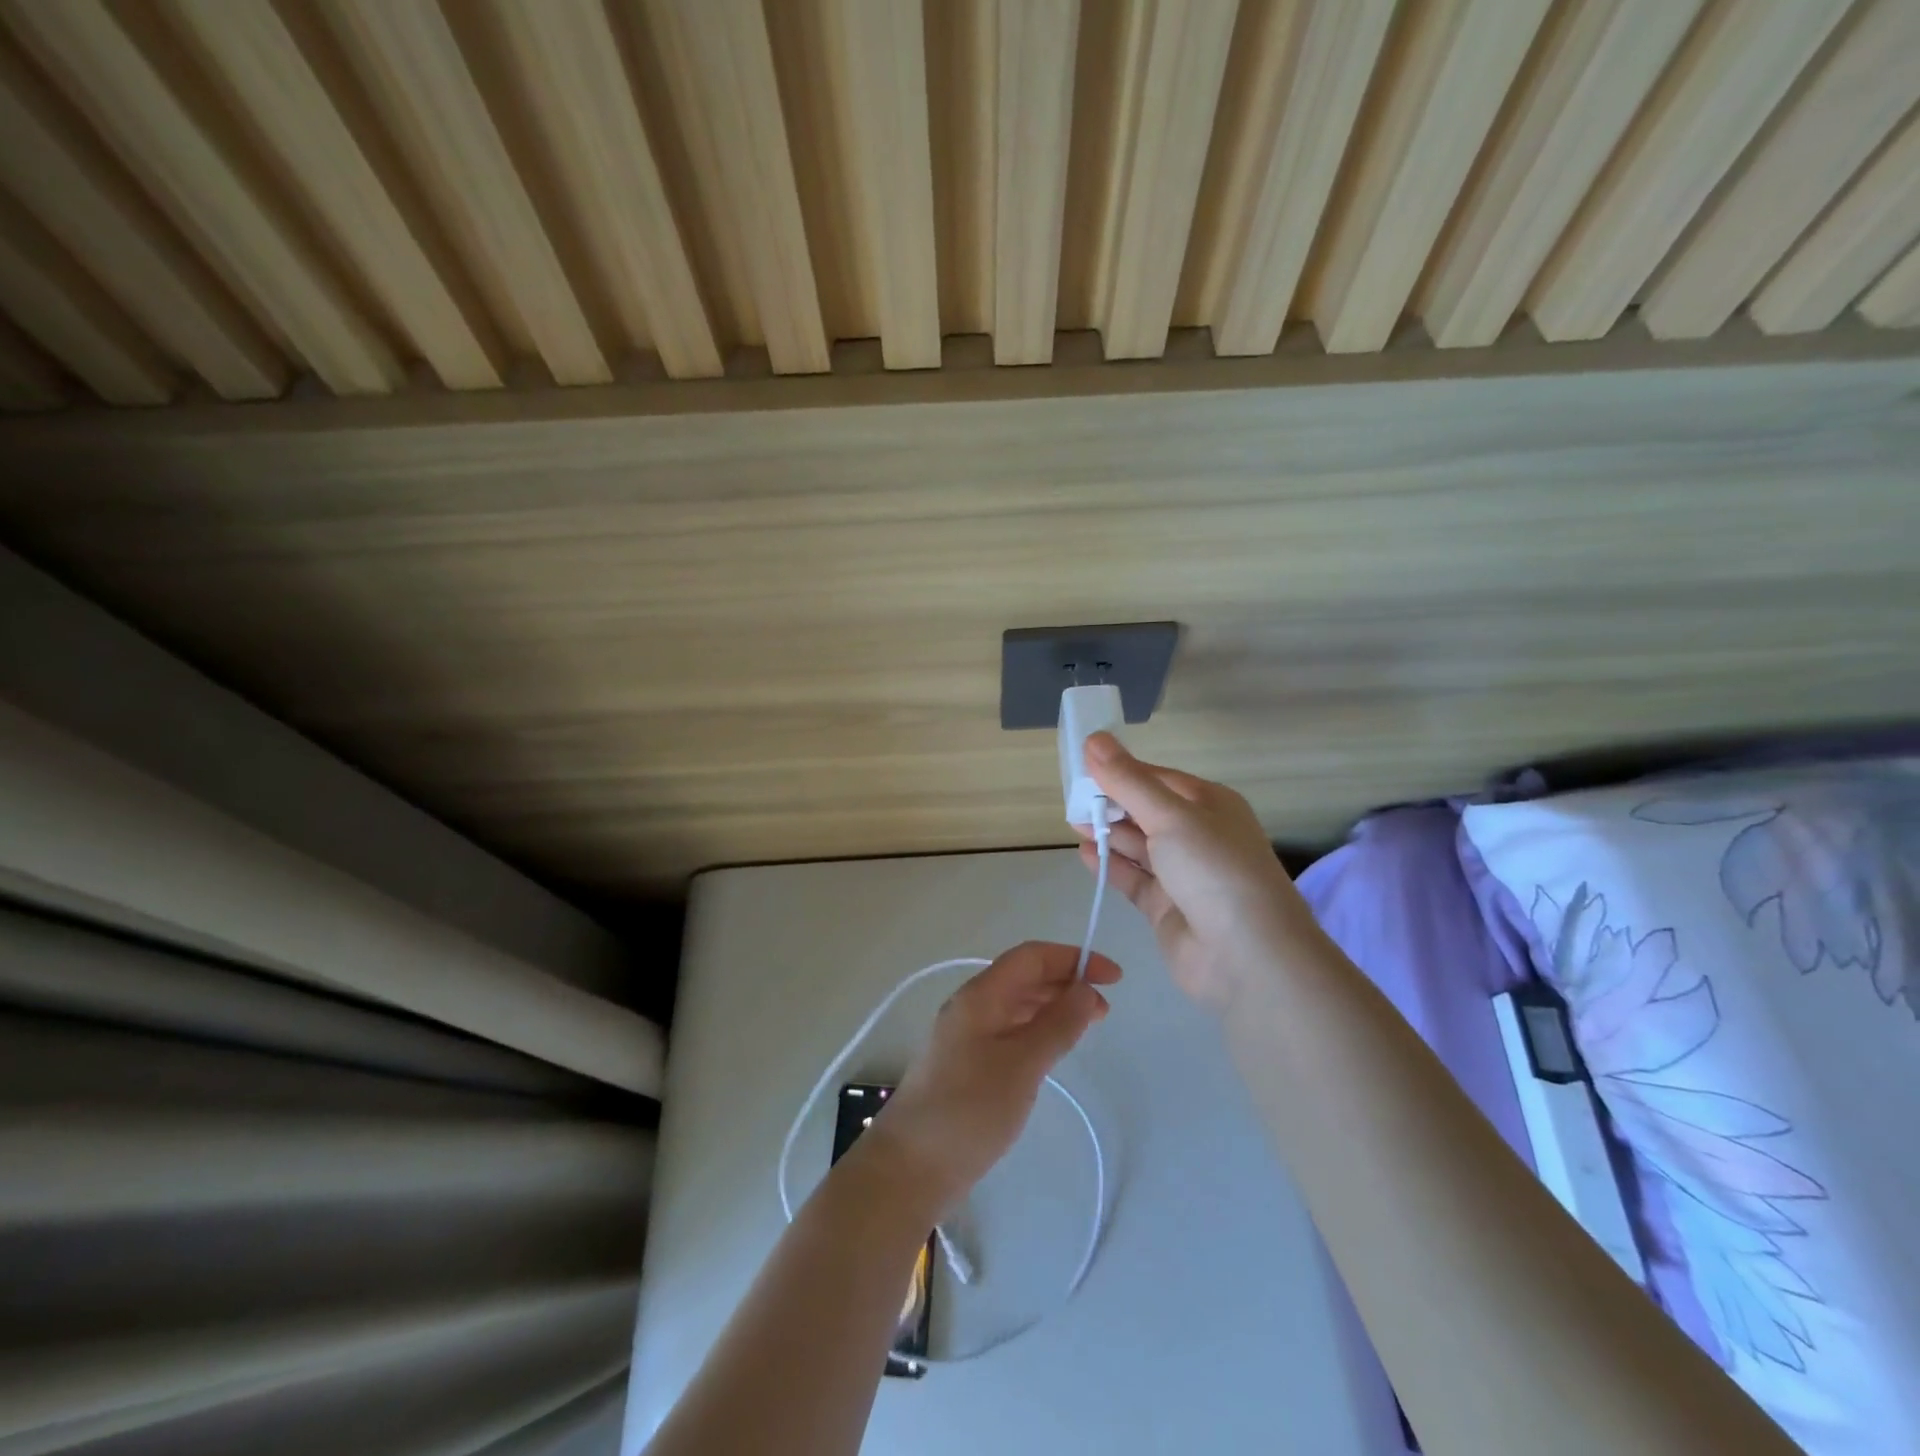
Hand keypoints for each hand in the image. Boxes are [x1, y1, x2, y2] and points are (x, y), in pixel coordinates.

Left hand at [874, 942, 1119, 1209]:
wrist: (910, 1167)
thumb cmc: (969, 1110)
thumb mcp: (1022, 1066)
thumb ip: (1057, 1025)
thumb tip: (1086, 990)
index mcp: (981, 995)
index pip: (1032, 957)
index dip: (1073, 959)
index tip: (1113, 978)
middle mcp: (972, 1006)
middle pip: (1024, 977)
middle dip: (1066, 982)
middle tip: (1104, 1009)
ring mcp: (967, 1035)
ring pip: (1017, 1004)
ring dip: (1053, 1006)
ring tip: (1086, 1027)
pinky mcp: (967, 1063)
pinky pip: (1009, 1030)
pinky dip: (1037, 1030)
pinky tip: (1052, 1049)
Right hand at [1077, 733, 1317, 1008]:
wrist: (1248, 957)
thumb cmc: (1213, 869)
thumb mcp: (1170, 815)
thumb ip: (1128, 781)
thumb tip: (1094, 739)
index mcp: (1209, 804)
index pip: (1157, 778)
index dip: (1120, 770)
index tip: (1082, 765)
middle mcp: (1198, 836)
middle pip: (1146, 811)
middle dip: (1112, 803)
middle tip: (1071, 797)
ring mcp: (1183, 874)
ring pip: (1138, 845)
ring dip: (1108, 833)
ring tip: (1072, 822)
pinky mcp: (1166, 908)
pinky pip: (1133, 879)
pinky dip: (1110, 865)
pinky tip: (1084, 853)